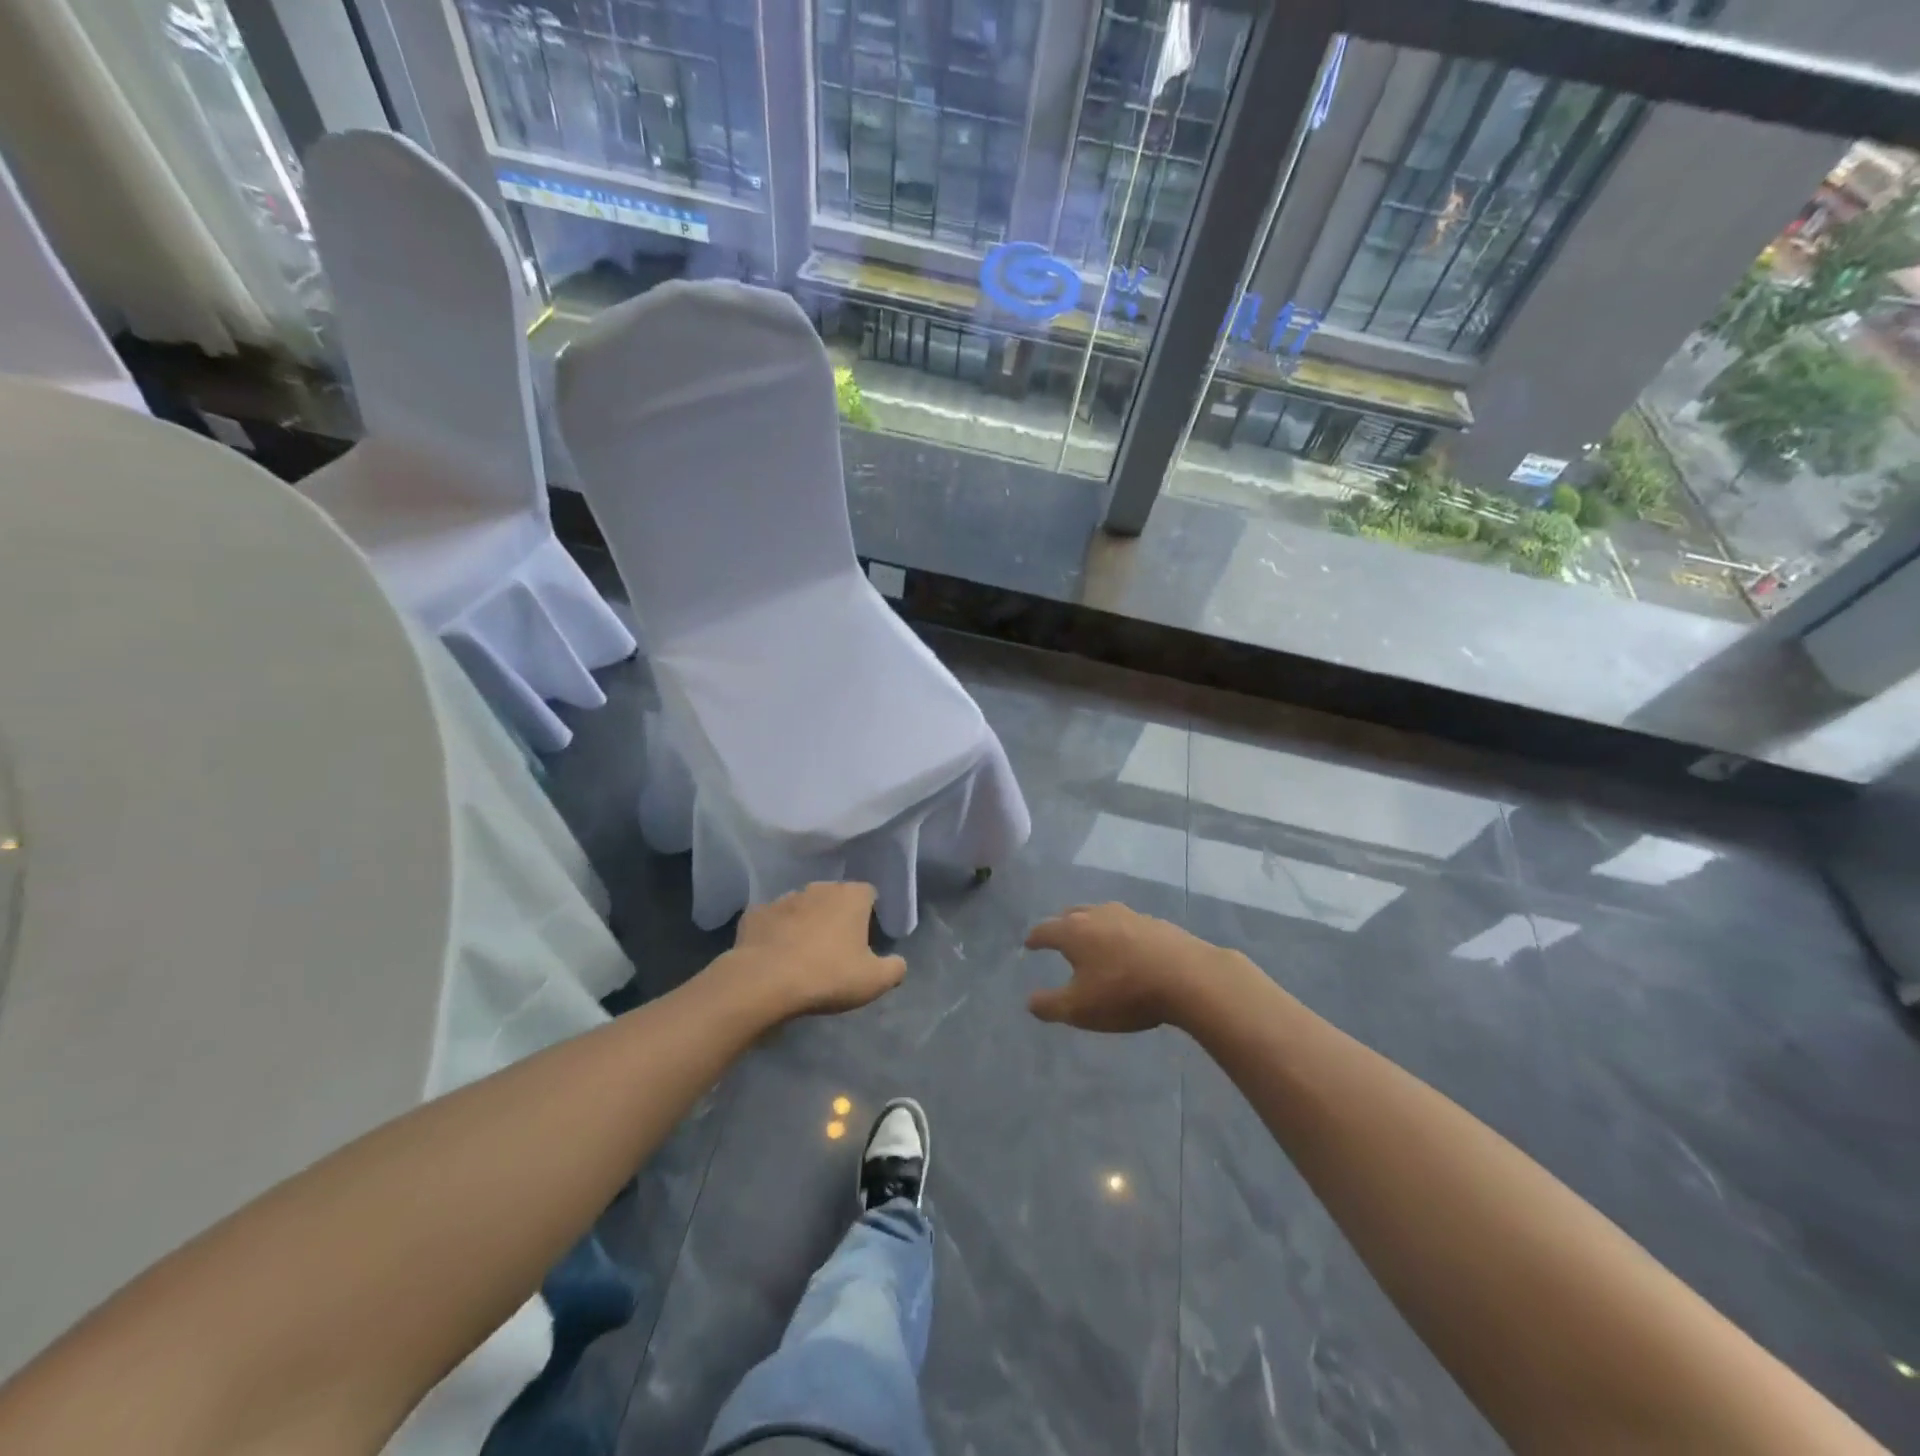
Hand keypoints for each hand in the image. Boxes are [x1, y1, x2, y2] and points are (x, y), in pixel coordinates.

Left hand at [723, 882, 905, 1019]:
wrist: (765, 981)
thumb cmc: (828, 975)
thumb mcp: (874, 981)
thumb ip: (895, 968)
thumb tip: (897, 962)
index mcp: (851, 896)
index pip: (869, 894)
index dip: (870, 914)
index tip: (866, 938)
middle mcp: (819, 888)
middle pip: (834, 897)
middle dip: (837, 915)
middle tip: (837, 947)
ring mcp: (784, 898)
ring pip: (802, 906)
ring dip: (806, 922)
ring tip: (804, 953)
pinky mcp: (756, 913)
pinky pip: (772, 920)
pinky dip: (776, 932)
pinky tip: (775, 955)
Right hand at [1025, 903, 1243, 1032]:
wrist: (1188, 977)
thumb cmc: (1124, 992)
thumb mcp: (1080, 1009)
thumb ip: (1050, 1005)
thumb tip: (1030, 1001)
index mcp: (1074, 931)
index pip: (1045, 929)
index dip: (1035, 938)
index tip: (1029, 944)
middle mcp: (1098, 915)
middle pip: (1072, 914)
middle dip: (1061, 925)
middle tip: (1057, 937)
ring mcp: (1130, 915)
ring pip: (1101, 915)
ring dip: (1091, 926)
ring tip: (1091, 940)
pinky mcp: (1156, 923)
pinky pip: (1127, 924)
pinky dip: (1118, 933)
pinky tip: (1127, 948)